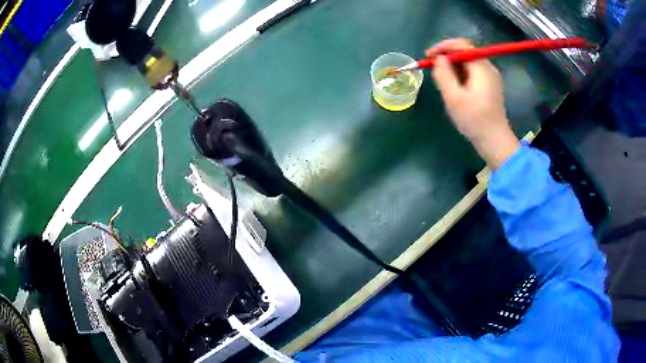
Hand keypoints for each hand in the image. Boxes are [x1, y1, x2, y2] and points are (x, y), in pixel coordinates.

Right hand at [427, 38, 519, 169]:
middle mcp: (488, 68)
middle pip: (466, 52)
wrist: (495, 141)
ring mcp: (491, 77)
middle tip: (433, 67)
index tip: (429, 56)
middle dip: (447, 56)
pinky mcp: (490, 86)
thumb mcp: (454, 97)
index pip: (462, 44)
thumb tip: (438, 59)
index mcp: (482, 68)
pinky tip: (454, 86)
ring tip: (442, 78)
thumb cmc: (474, 120)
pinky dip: (461, 73)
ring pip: (469, 62)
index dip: (443, 46)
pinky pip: (473, 72)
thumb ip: (444, 74)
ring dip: (453, 66)